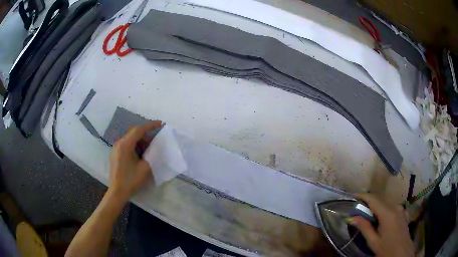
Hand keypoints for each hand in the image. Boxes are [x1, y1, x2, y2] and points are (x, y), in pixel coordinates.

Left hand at [108, 121, 161, 201]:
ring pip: (130, 139)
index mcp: (125, 145)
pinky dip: (135, 146)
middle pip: (134, 133)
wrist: (117, 192)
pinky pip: (126, 145)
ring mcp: (116, 149)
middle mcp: (119, 143)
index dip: (150, 125)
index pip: (139, 130)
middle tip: (156, 142)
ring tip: (149, 150)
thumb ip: (152, 155)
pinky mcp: (115, 154)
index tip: (161, 123)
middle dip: (146, 135)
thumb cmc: (131, 180)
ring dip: (140, 141)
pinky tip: (140, 155)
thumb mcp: (145, 168)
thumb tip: (156, 147)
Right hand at [349, 193, 414, 256]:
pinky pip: (392, 204)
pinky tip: (380, 214)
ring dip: (376, 202)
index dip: (362, 195)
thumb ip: (364, 227)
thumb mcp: (374, 242)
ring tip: (366, 208)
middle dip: (368, 198)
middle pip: (380, 197)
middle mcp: (395, 207)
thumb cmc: (387, 249)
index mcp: (387, 214)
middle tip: (357, 204)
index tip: (352, 195)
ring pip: (386, 199)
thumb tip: (351, 217)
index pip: (373, 199)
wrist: (403, 253)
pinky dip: (383, 205)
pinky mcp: (403, 212)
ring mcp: (400, 208)